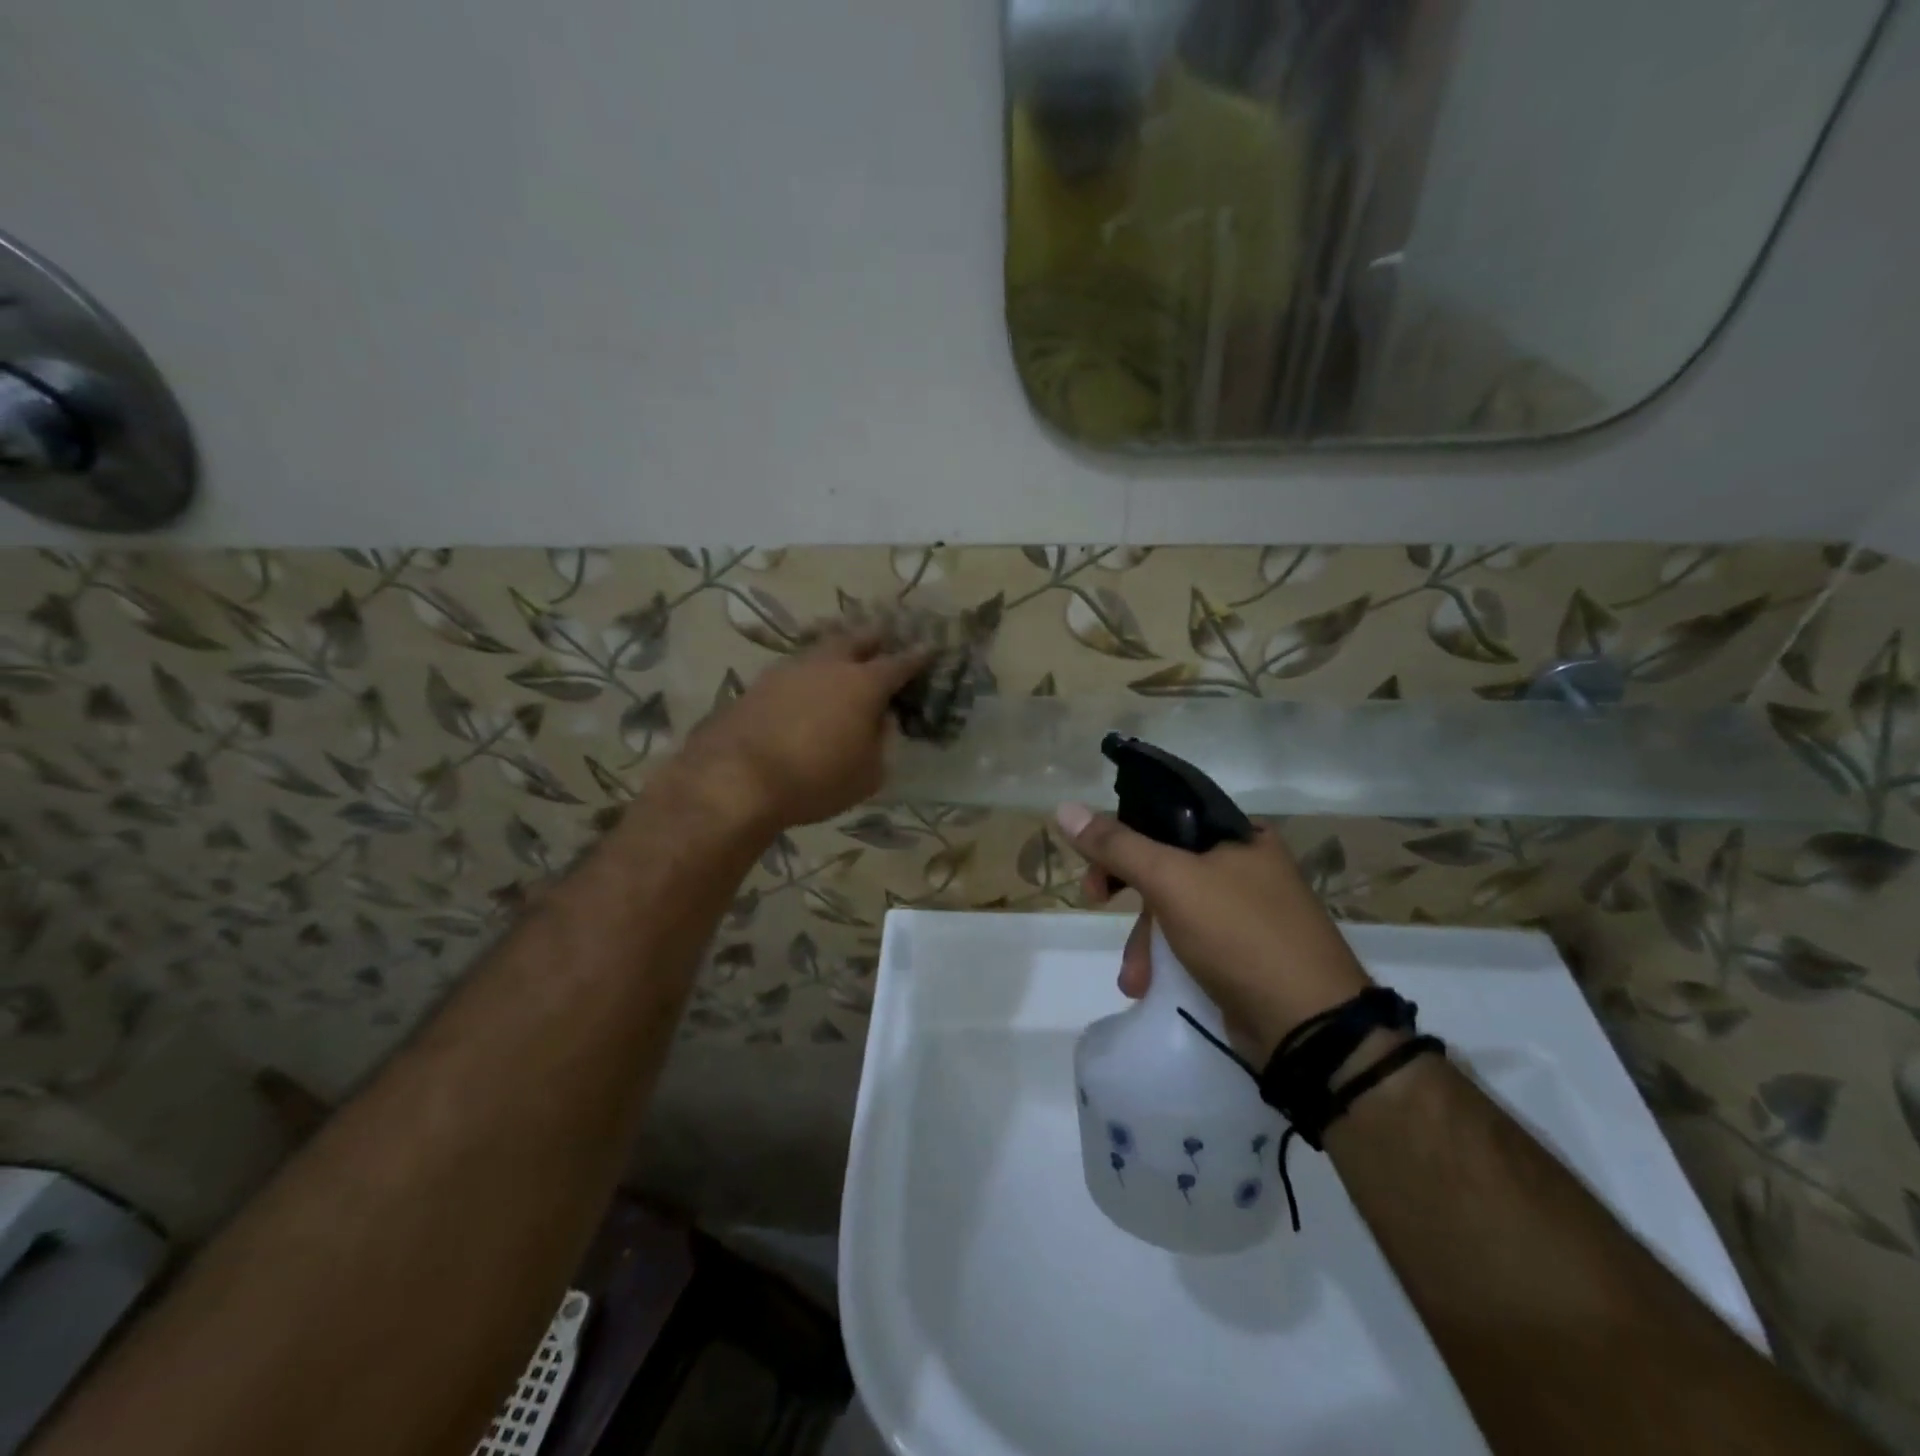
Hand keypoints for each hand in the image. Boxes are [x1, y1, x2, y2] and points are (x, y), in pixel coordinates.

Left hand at [676, 629, 931, 831]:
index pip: (899, 663)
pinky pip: (793, 670)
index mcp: (864, 684)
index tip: (929, 647)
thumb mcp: (867, 774)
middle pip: (857, 639)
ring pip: (820, 649)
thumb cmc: (816, 780)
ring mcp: (789, 669)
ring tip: (842, 658)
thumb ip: (879, 743)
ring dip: (836, 651)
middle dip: (874, 638)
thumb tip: (878, 723)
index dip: (917, 656)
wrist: (737, 778)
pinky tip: (805, 688)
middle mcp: (828, 666)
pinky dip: (807, 674)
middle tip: (884, 638)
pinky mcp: (759, 683)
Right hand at [1054, 804, 1372, 1057]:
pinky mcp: (1247, 954)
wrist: (1310, 1027)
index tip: (1094, 863)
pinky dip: (1167, 959)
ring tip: (1134, 978)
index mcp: (1240, 836)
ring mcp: (1250, 912)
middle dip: (1128, 893)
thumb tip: (1065, 809)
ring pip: (1175, 908)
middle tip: (1093, 901)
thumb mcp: (1171, 881)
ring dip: (1145, 940)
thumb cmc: (1240, 936)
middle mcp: (1247, 866)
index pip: (1166, 816)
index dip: (1122, 834)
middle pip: (1166, 864)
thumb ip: (1117, 846)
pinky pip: (1192, 942)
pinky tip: (1151, 986)